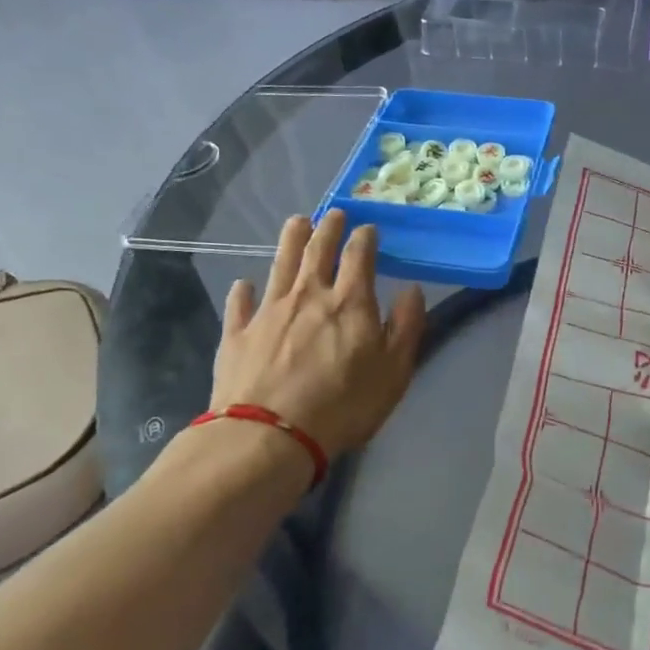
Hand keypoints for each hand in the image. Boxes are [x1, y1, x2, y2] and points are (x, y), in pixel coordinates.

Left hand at [205, 209, 425, 467]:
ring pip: (280, 264)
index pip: (359, 255)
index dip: (364, 237)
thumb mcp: (394, 371)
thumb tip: (412, 290)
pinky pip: (240, 304)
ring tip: (297, 223)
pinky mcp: (238, 334)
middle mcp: (308, 295)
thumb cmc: (343, 405)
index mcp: (349, 302)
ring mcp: (268, 312)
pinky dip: (244, 290)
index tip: (368, 228)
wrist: (269, 436)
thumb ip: (406, 326)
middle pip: (317, 250)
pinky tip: (244, 284)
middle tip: (333, 213)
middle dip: (328, 228)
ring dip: (290, 240)